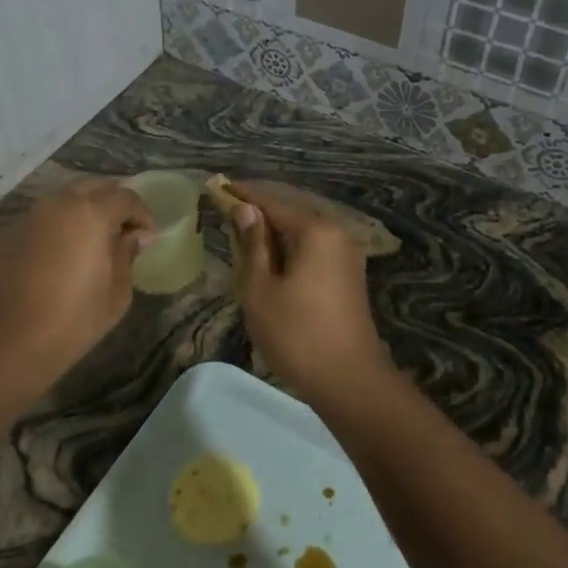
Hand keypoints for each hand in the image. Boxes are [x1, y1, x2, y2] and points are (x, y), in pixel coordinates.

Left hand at [0, 178, 154, 396]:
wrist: (6, 342)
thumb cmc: (72, 321)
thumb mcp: (116, 293)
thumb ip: (127, 254)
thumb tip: (134, 236)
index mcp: (91, 213)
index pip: (126, 197)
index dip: (142, 215)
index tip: (148, 237)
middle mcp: (58, 204)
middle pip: (94, 187)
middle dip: (113, 203)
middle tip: (123, 231)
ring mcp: (28, 216)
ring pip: (64, 199)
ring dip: (84, 212)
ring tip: (92, 241)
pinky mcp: (7, 234)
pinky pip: (42, 219)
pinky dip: (58, 227)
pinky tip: (60, 255)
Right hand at [224, 180, 388, 397]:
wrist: (349, 380)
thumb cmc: (296, 334)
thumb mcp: (260, 289)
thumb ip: (252, 244)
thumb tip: (245, 210)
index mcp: (315, 230)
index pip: (272, 202)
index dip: (243, 195)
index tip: (218, 187)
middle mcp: (336, 233)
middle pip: (291, 212)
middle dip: (259, 211)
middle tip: (227, 209)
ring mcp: (346, 254)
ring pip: (303, 231)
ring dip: (274, 231)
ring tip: (243, 233)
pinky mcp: (348, 274)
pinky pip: (314, 248)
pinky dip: (290, 247)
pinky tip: (271, 258)